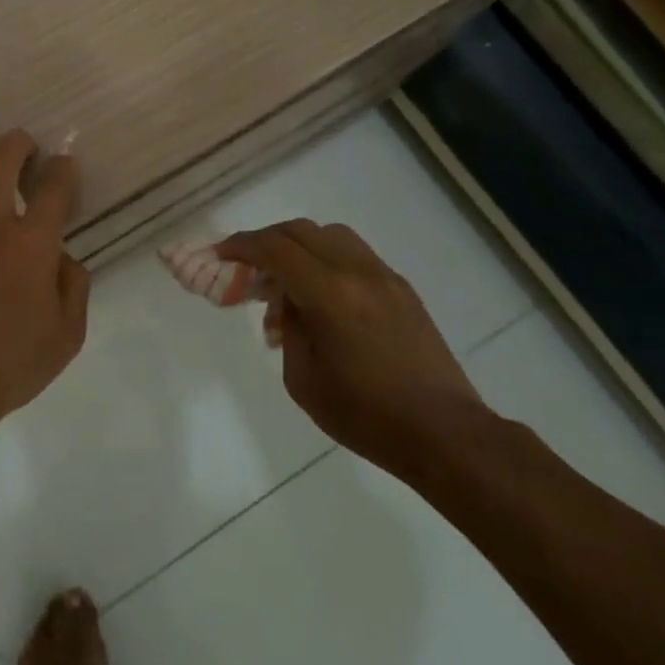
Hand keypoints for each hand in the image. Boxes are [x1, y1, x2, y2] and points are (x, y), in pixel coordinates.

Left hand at [0, 130, 89, 436]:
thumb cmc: (9, 365)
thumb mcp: (67, 336)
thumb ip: (75, 287)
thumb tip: (63, 258)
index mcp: (32, 243)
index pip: (56, 184)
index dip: (65, 168)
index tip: (65, 168)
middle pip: (5, 154)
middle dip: (21, 142)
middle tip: (27, 151)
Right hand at [217, 220, 489, 479]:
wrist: (444, 433)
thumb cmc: (366, 415)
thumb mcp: (303, 379)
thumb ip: (289, 327)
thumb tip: (289, 302)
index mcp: (329, 293)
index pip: (274, 248)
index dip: (241, 245)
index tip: (220, 255)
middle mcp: (357, 272)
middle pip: (301, 230)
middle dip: (266, 242)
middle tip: (248, 268)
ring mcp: (384, 277)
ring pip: (331, 235)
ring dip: (300, 246)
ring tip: (287, 281)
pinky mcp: (402, 289)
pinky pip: (355, 255)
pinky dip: (327, 260)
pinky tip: (322, 298)